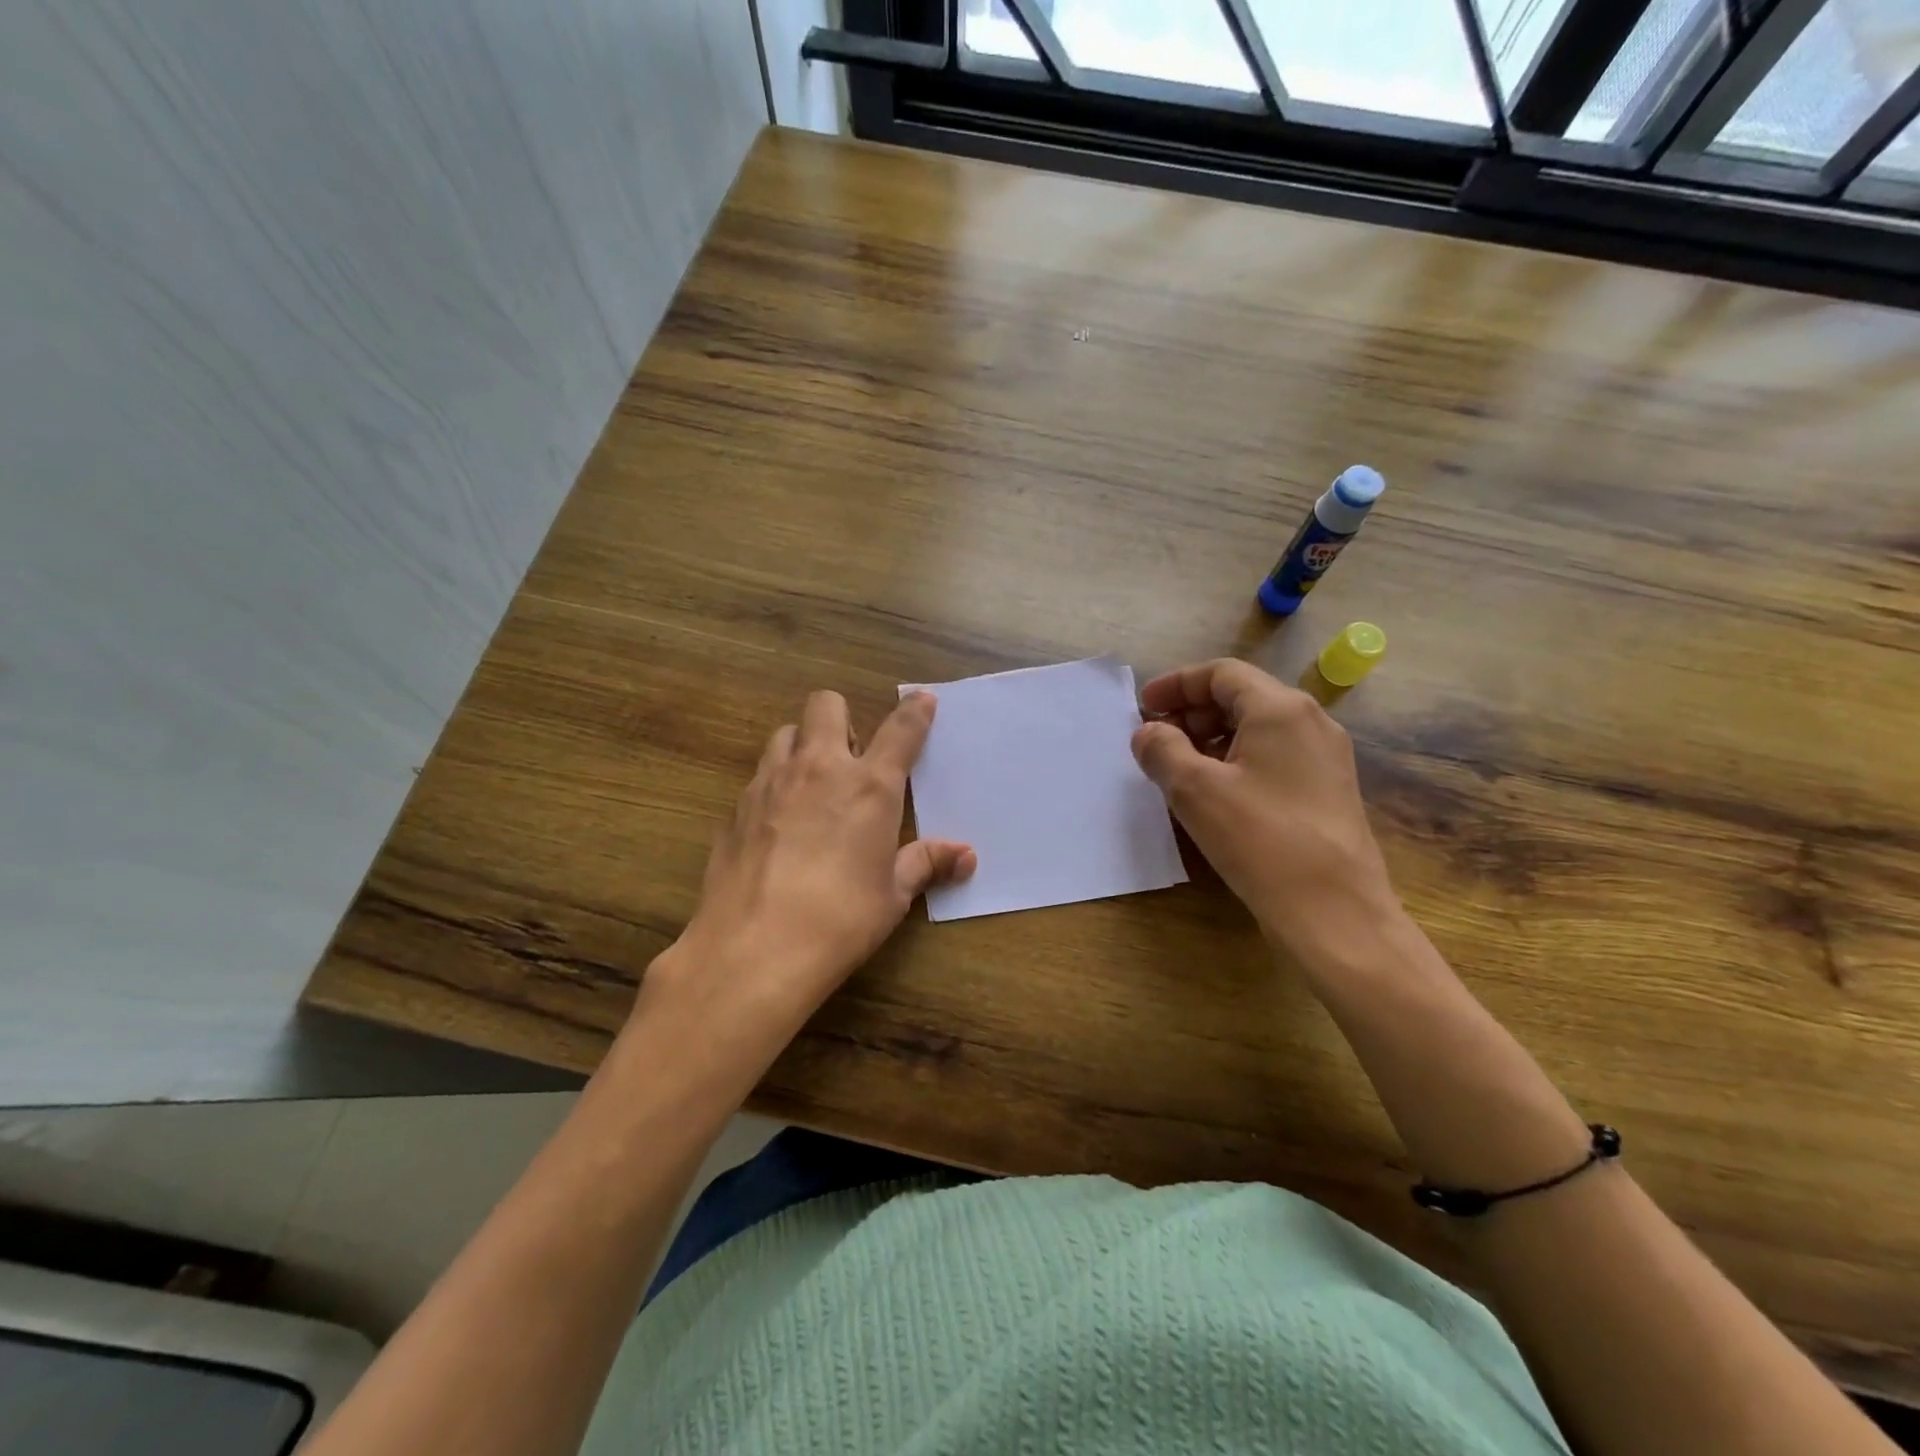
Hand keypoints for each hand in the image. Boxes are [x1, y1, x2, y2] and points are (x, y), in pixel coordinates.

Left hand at [656, 689, 975, 1035]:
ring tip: (812, 785)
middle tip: (851, 757)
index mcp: (868, 786)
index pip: (900, 730)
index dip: (915, 712)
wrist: (754, 951)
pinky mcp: (736, 808)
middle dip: (842, 718)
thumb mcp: (892, 895)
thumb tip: (966, 855)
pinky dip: (775, 785)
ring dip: (803, 745)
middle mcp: (818, 768)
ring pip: (785, 733)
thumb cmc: (840, 920)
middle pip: (826, 705)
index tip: (923, 701)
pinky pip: (759, 776)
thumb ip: (926, 863)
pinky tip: (778, 827)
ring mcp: (770, 783)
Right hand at [1130, 659, 1398, 967]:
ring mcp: (1325, 758)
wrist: (1334, 913)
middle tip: (1157, 740)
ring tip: (1179, 768)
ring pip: (1258, 728)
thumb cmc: (1260, 840)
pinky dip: (1236, 760)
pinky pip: (1274, 757)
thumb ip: (1163, 750)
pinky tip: (1214, 794)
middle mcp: (1311, 722)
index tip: (1143, 707)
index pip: (1222, 673)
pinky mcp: (1327, 791)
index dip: (1176, 684)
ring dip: (1212, 737)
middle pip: (1242, 696)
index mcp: (1281, 709)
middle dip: (1192, 711)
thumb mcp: (1195, 790)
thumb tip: (1148, 732)